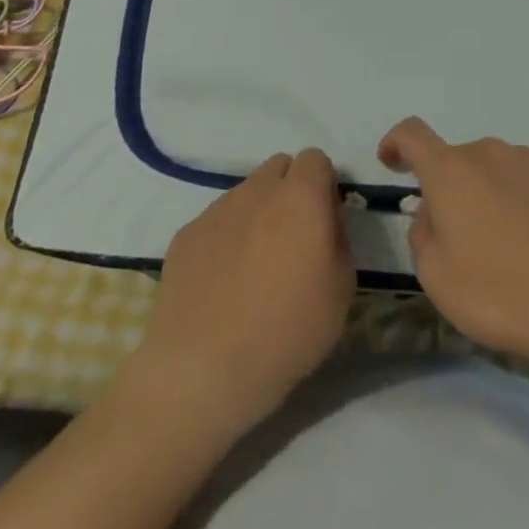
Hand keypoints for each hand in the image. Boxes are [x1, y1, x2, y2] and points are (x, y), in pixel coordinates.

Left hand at [129, 149, 355, 429]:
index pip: (315, 159)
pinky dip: (224, 238)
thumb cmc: (286, 332)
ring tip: (252, 266)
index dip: (322, 186)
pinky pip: (216, 220)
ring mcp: (217, 209)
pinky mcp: (186, 233)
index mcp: (300, 197)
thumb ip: (338, 239)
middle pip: (279, 168)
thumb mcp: (342, 290)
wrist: (203, 369)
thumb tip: (324, 222)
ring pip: (246, 192)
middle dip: (289, 191)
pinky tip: (221, 283)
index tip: (322, 222)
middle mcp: (257, 190)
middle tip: (291, 239)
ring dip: (256, 213)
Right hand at [378, 117, 528, 371]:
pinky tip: (528, 244)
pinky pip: (521, 181)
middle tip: (453, 239)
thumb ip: (422, 232)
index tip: (391, 163)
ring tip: (496, 248)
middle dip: (446, 189)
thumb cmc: (500, 292)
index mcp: (450, 170)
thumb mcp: (436, 275)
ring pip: (490, 170)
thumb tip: (434, 211)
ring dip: (482, 195)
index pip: (412, 134)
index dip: (396, 143)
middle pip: (455, 160)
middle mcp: (488, 153)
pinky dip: (513, 201)